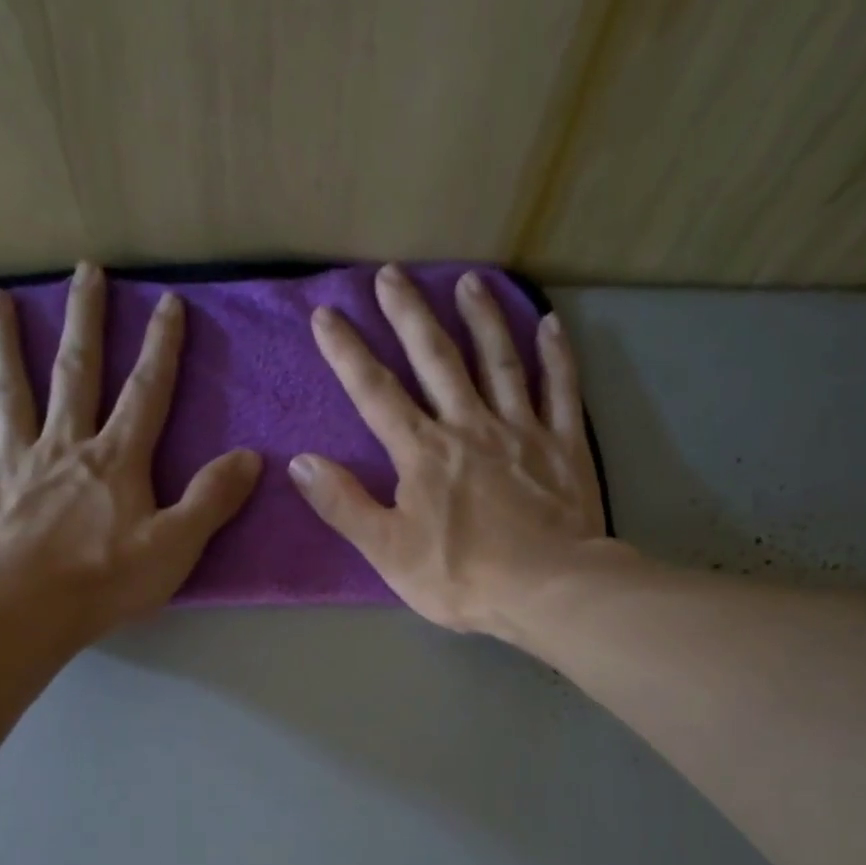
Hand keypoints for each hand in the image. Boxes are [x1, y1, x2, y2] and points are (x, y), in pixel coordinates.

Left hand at [0, 261, 260, 638]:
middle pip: (75, 373)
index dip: (162, 348)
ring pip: (10, 388)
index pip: (146, 393)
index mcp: (115, 460)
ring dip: (6, 341)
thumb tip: (250, 457)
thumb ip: (211, 499)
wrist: (25, 610)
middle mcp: (64, 444)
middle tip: (85, 270)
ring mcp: (13, 459)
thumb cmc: (106, 581)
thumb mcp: (176, 546)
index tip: (168, 302)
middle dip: (85, 321)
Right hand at [290, 264, 604, 637]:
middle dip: (409, 315)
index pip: (376, 393)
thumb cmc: (462, 578)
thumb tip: (301, 462)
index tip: (327, 314)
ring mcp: (521, 430)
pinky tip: (550, 324)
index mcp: (423, 453)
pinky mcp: (563, 445)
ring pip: (499, 361)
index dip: (348, 353)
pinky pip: (560, 390)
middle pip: (436, 359)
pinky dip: (556, 356)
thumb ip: (345, 506)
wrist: (546, 590)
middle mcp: (469, 426)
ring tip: (469, 281)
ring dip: (482, 318)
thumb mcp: (389, 552)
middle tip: (392, 274)